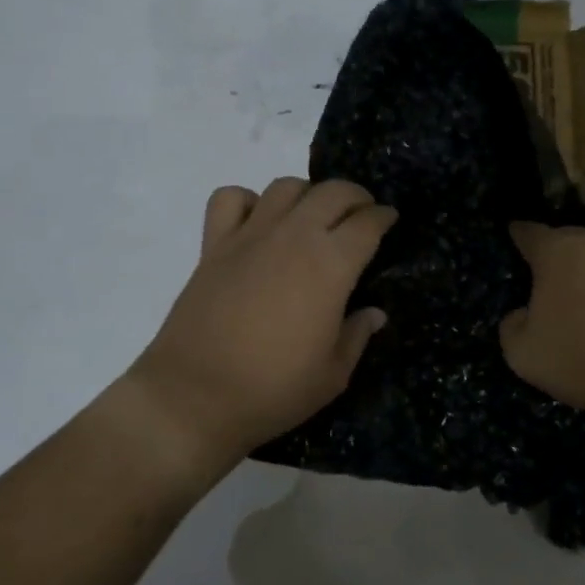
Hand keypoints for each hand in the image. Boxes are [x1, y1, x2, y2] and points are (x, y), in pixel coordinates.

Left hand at [126, 177, 396, 470]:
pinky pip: (230, 199)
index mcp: (331, 265)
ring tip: (312, 216)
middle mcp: (293, 237)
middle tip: (361, 214)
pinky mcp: (213, 245)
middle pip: (332, 192)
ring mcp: (250, 236)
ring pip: (285, 187)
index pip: (367, 223)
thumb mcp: (332, 375)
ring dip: (307, 194)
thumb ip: (357, 335)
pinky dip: (247, 201)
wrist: (194, 397)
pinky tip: (257, 223)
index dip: (384, 217)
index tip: (390, 220)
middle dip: (355, 196)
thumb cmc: (273, 390)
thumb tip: (374, 313)